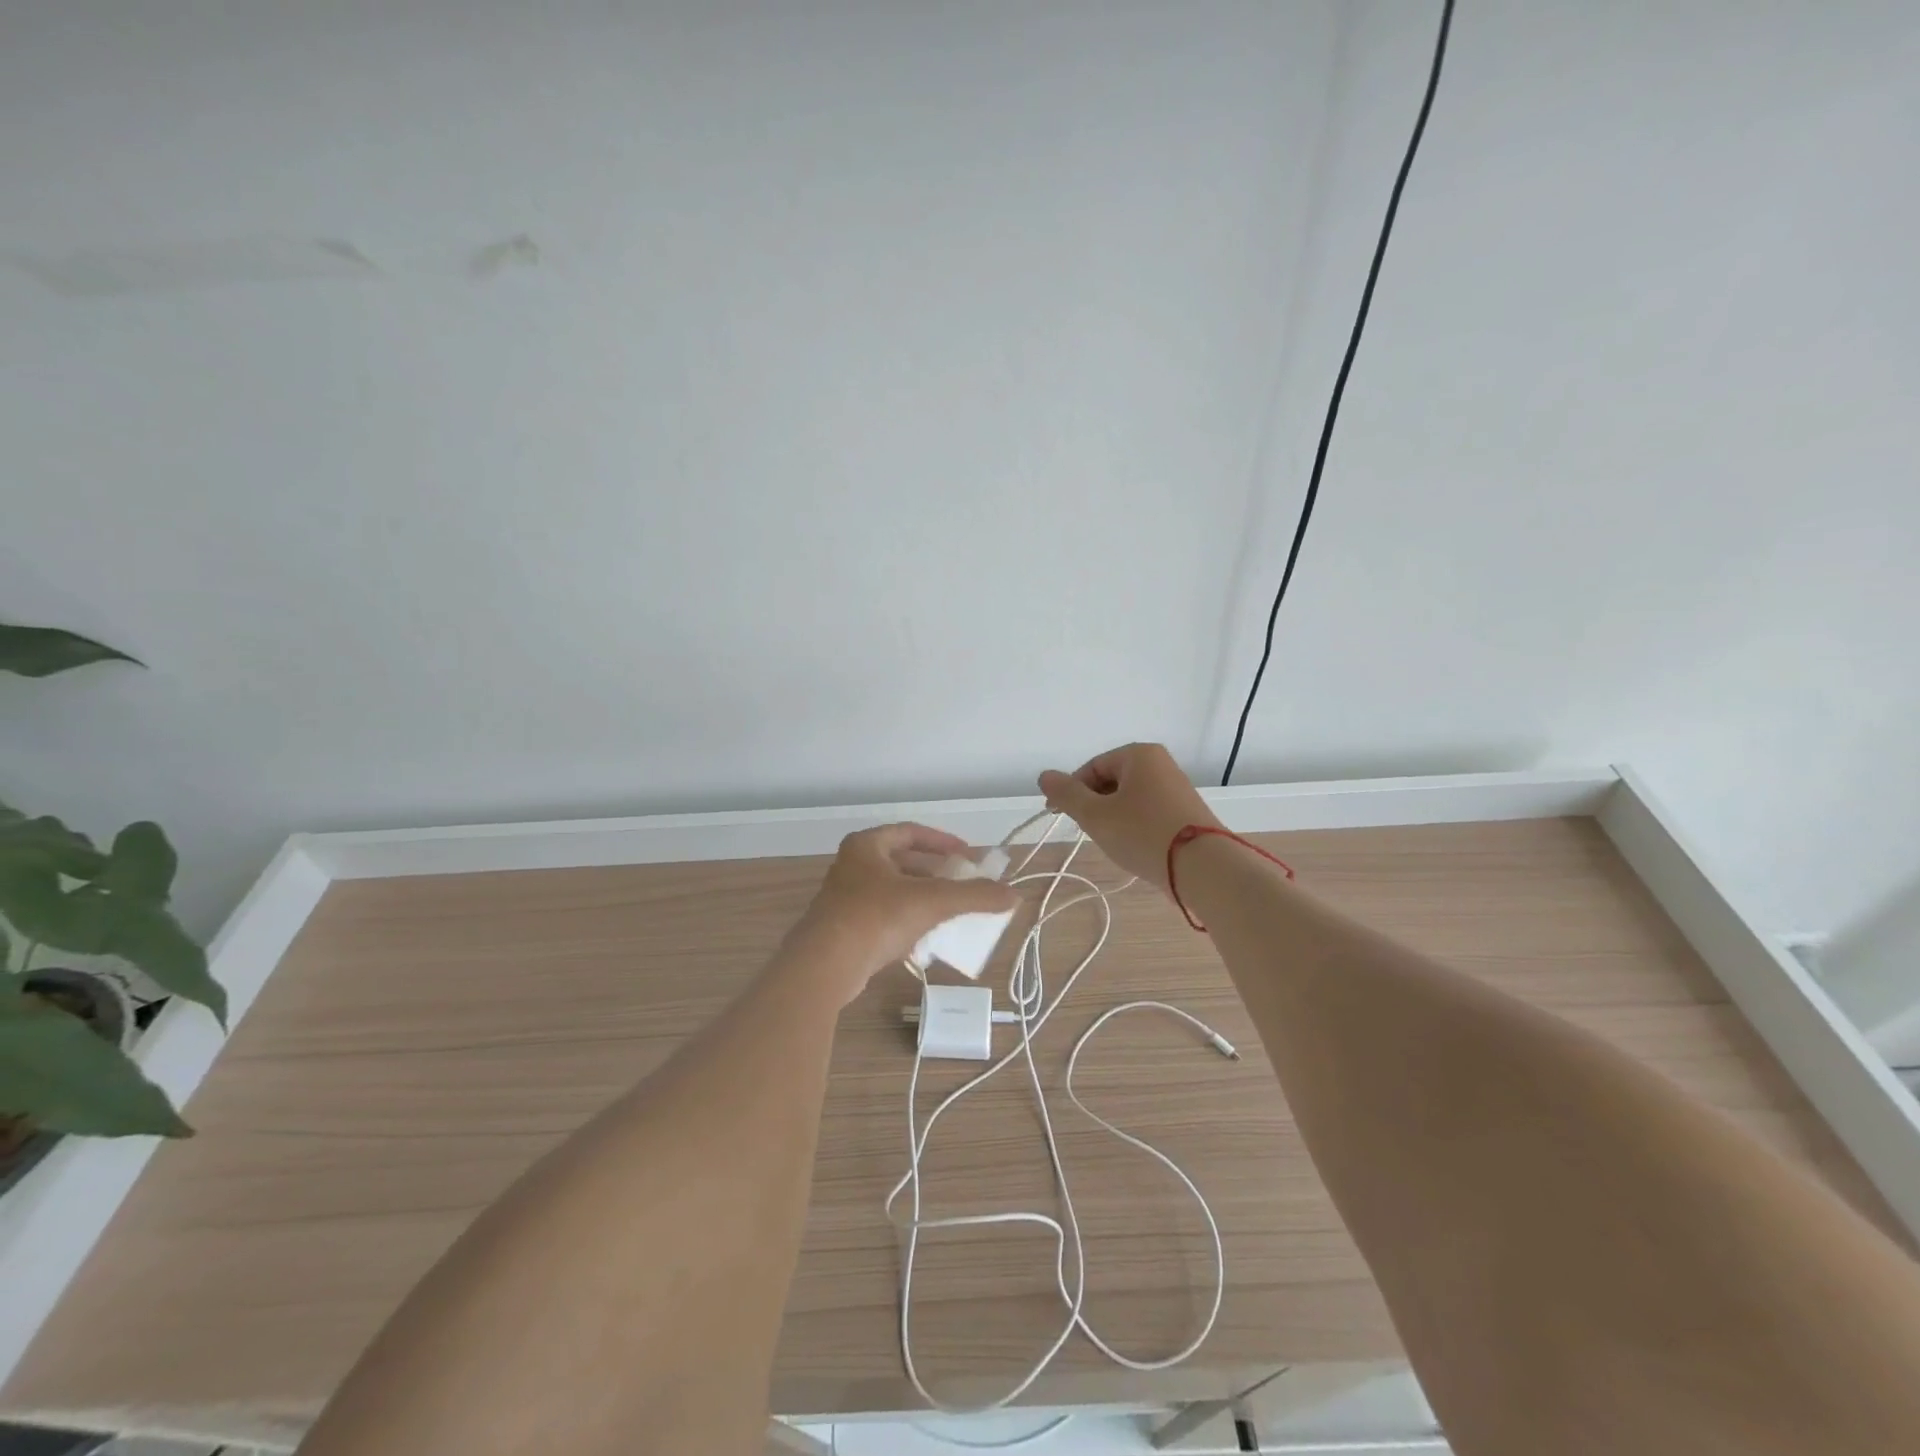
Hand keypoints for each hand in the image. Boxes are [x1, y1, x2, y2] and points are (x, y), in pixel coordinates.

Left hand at [786, 823, 1018, 1005]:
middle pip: (904, 862)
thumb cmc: (876, 917)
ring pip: (895, 891)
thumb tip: (1015, 895)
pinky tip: (929, 938)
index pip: (911, 832)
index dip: (943, 842)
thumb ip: (974, 896)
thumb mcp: (932, 901)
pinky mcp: (846, 929)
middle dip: (937, 873)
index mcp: (867, 846)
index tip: (968, 856)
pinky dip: (909, 921)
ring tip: (954, 910)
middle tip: (966, 884)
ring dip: (925, 898)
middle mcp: (853, 866)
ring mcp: (846, 899)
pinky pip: (885, 917)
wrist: (825, 966)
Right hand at [1037, 743, 1223, 892]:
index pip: (1092, 767)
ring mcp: (1177, 788)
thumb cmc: (1143, 833)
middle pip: (1111, 781)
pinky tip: (1135, 847)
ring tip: (1113, 843)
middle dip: (1095, 805)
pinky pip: (1149, 812)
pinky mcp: (1187, 812)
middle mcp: (1161, 764)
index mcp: (1139, 755)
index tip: (1061, 817)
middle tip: (1090, 831)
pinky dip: (1135, 826)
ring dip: (1114, 818)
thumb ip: (1066, 794)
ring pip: (1129, 799)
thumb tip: (1044, 776)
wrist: (1204, 867)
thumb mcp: (1096, 815)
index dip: (1072, 792)